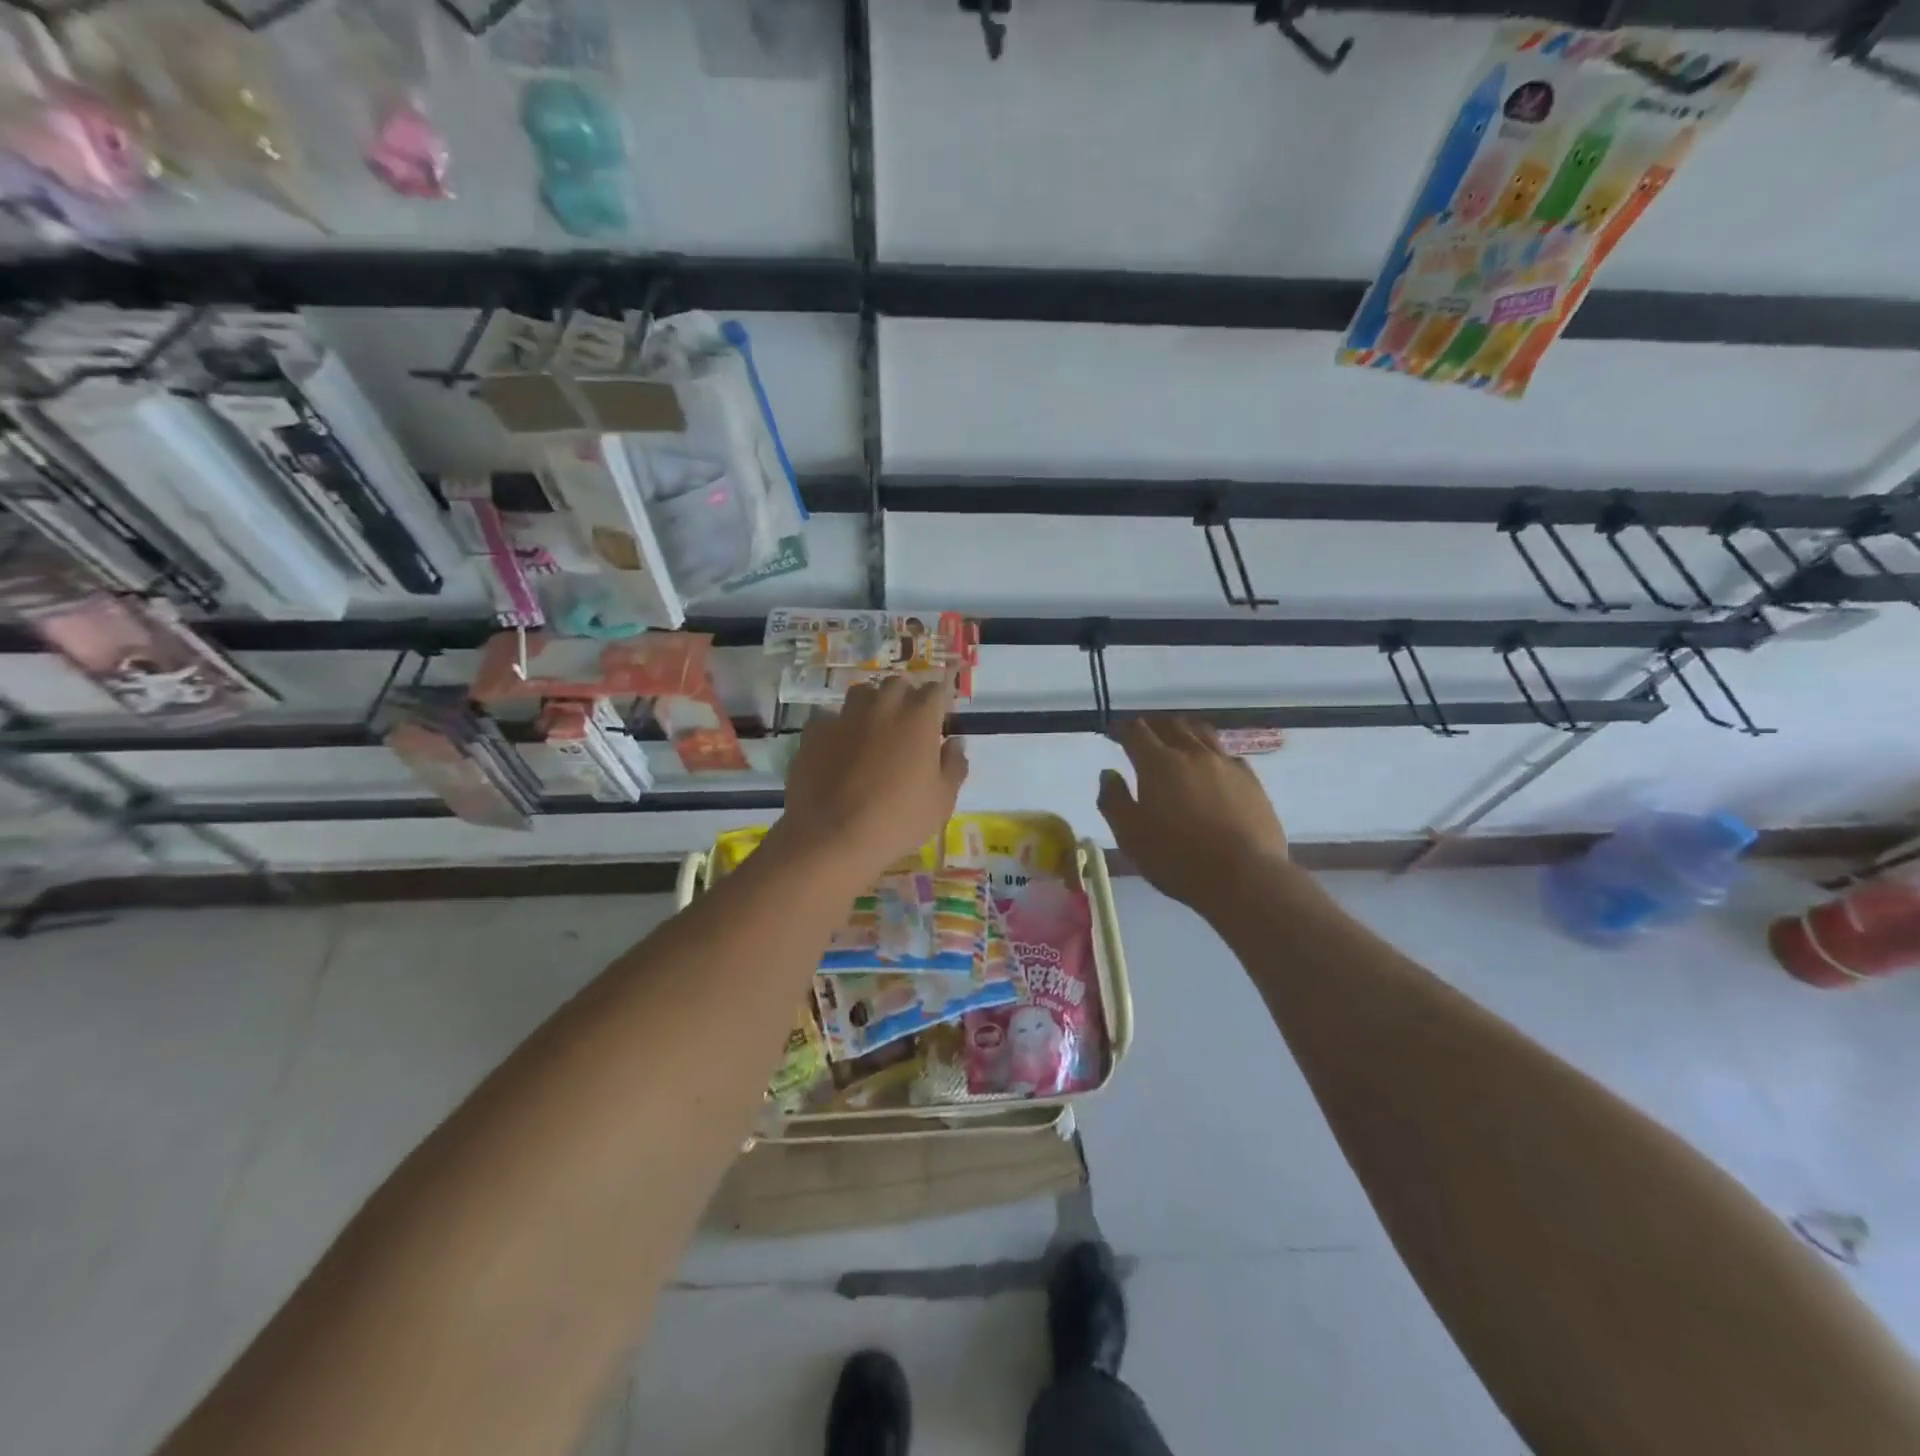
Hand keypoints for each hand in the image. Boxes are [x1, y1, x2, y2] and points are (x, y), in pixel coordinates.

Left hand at [773, 677, 967, 884]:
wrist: (832, 836)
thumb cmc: (898, 820)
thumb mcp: (942, 801)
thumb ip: (954, 765)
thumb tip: (954, 743)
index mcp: (919, 717)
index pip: (937, 690)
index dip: (941, 701)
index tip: (941, 719)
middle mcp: (883, 705)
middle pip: (898, 684)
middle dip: (906, 697)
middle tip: (908, 725)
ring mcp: (845, 715)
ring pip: (862, 693)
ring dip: (872, 704)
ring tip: (873, 730)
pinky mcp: (814, 731)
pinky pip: (830, 718)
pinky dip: (838, 727)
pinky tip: (838, 748)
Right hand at [1098, 717, 1291, 913]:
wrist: (1244, 876)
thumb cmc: (1177, 858)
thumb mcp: (1130, 835)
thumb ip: (1114, 800)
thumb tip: (1109, 773)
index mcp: (1158, 764)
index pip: (1136, 732)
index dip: (1121, 729)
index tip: (1113, 733)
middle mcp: (1192, 754)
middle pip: (1171, 725)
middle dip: (1153, 725)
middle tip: (1143, 734)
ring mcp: (1226, 764)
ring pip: (1202, 733)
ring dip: (1184, 731)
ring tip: (1177, 739)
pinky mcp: (1251, 780)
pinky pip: (1227, 754)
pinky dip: (1211, 752)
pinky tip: (1211, 766)